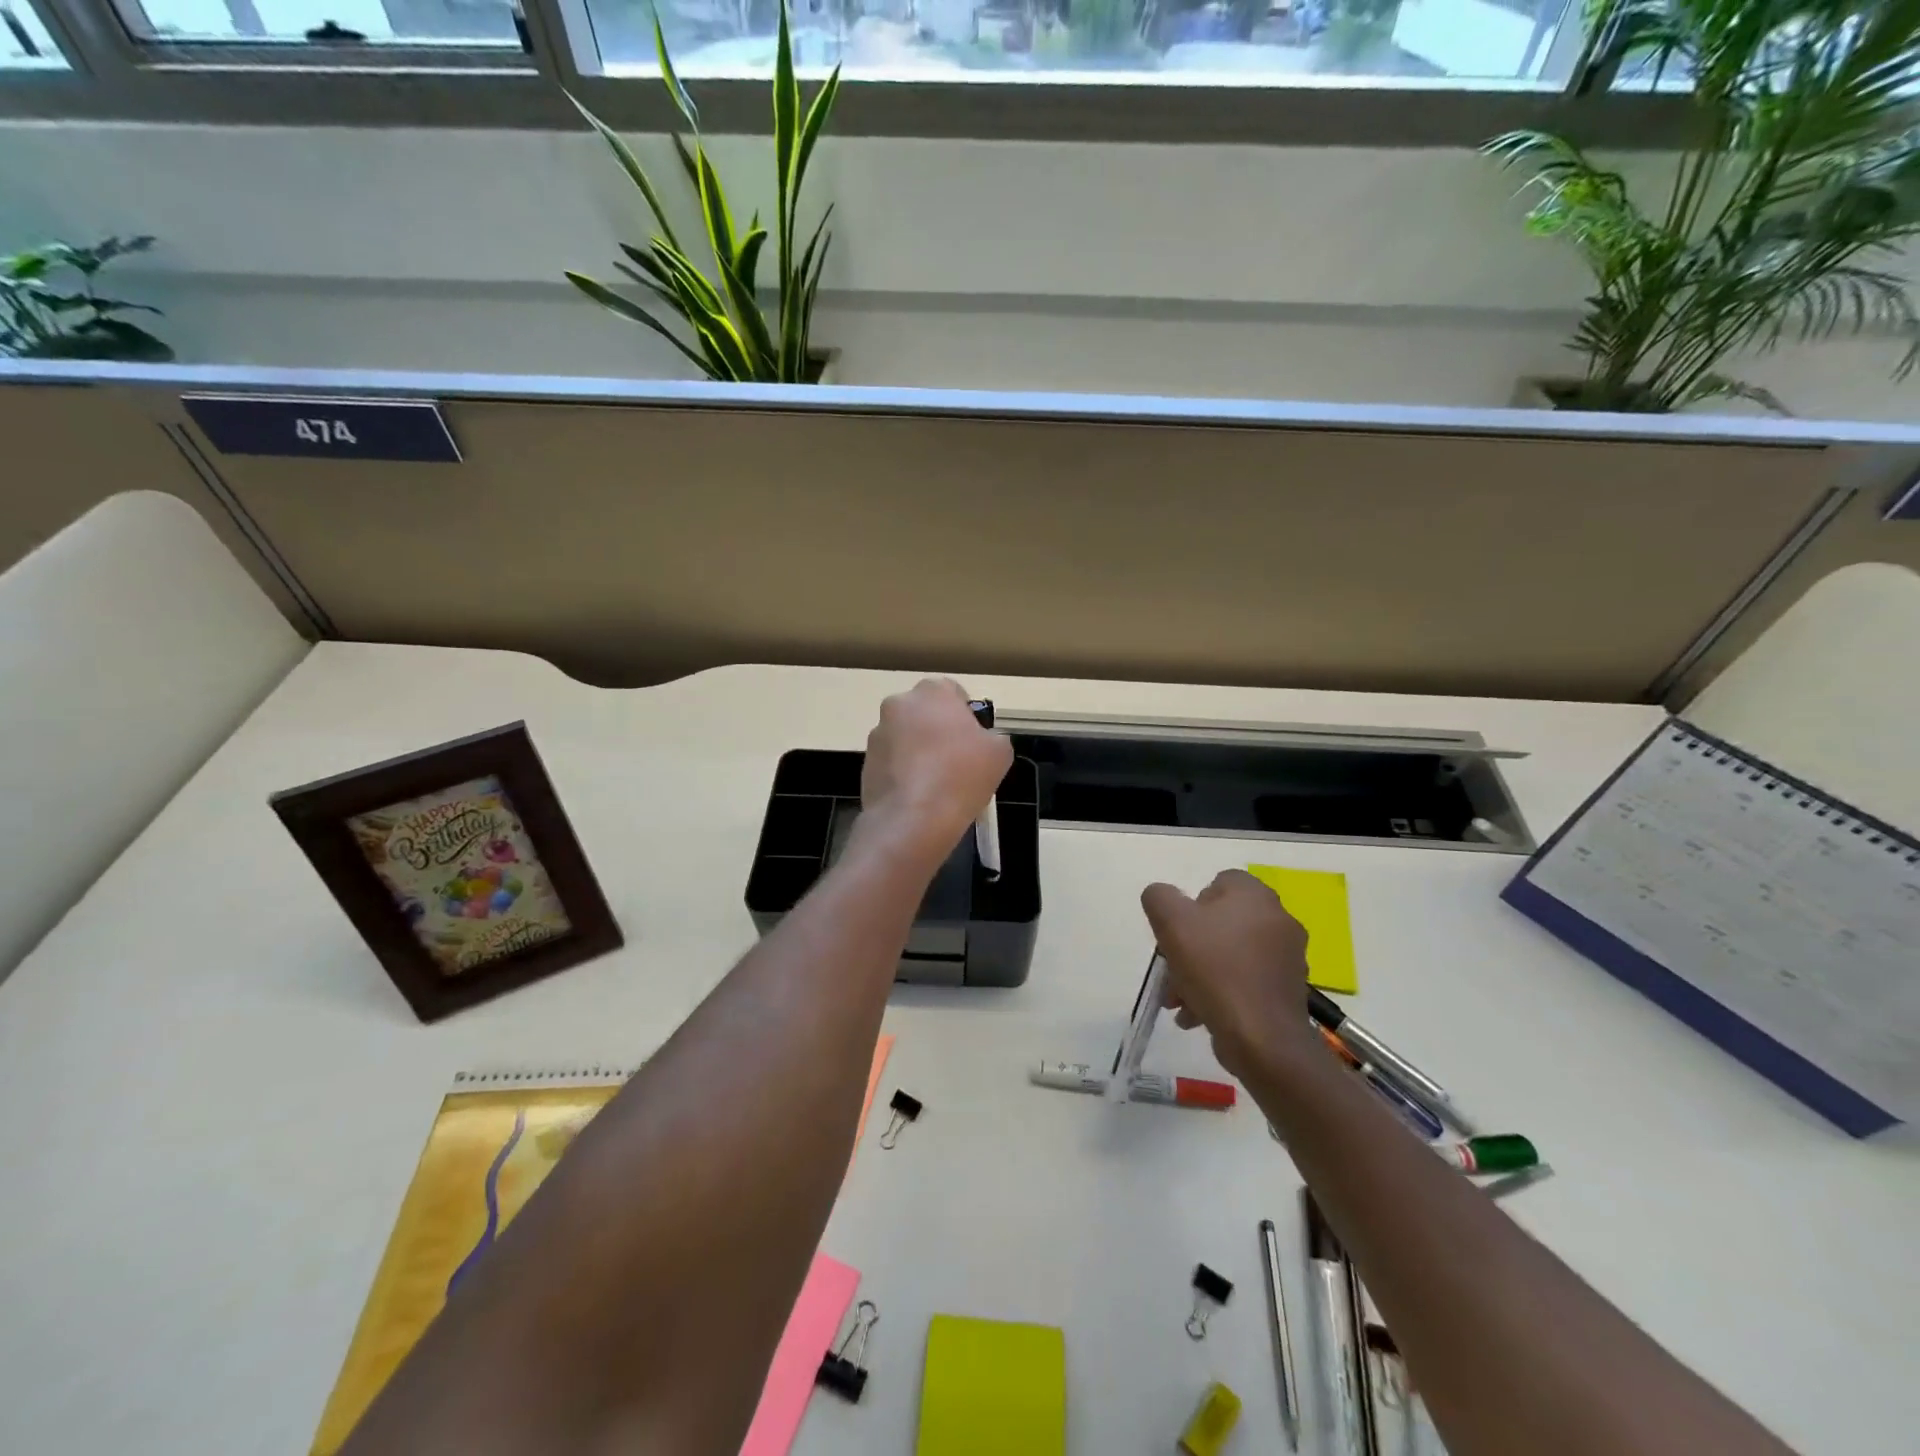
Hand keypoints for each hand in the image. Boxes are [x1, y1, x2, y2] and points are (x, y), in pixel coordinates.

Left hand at [859, 679, 1012, 866]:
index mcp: (931, 691)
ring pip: (906, 738)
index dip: (965, 716)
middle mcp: (898, 704)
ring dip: (919, 752)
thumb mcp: (1000, 752)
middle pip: (925, 713)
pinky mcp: (866, 764)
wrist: (913, 820)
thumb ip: (992, 736)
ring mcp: (877, 735)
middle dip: (938, 731)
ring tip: (937, 785)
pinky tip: (919, 797)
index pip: (952, 692)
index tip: (973, 741)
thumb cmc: (961, 776)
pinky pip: (892, 763)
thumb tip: (982, 741)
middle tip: (957, 761)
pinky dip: (904, 773)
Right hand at [1141, 870, 1316, 1078]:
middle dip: (1189, 948)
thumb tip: (1162, 897)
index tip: (1176, 932)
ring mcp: (1286, 958)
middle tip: (1171, 971)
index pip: (1218, 883)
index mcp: (1255, 896)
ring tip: (1179, 1001)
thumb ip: (1159, 897)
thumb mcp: (1171, 922)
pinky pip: (1244, 982)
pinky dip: (1220, 993)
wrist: (1261, 1038)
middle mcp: (1278, 920)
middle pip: (1220, 924)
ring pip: (1229, 956)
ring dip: (1199, 974)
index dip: (1191, 906)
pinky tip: (1198, 1015)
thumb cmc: (1215, 970)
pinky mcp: (1286, 991)